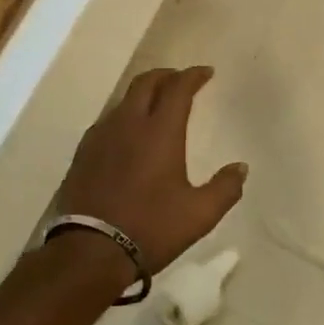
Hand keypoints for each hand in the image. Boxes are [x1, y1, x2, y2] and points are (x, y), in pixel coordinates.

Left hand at [55, 67, 246, 275]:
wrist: (89, 252)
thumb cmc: (151, 228)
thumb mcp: (199, 214)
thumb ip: (225, 188)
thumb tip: (241, 168)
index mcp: (160, 132)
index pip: (178, 89)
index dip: (193, 76)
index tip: (206, 72)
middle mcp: (128, 125)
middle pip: (145, 83)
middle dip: (166, 76)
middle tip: (180, 80)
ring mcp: (100, 138)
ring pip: (123, 101)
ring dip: (143, 95)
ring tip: (156, 106)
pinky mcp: (83, 155)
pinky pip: (107, 122)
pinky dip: (124, 117)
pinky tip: (128, 136)